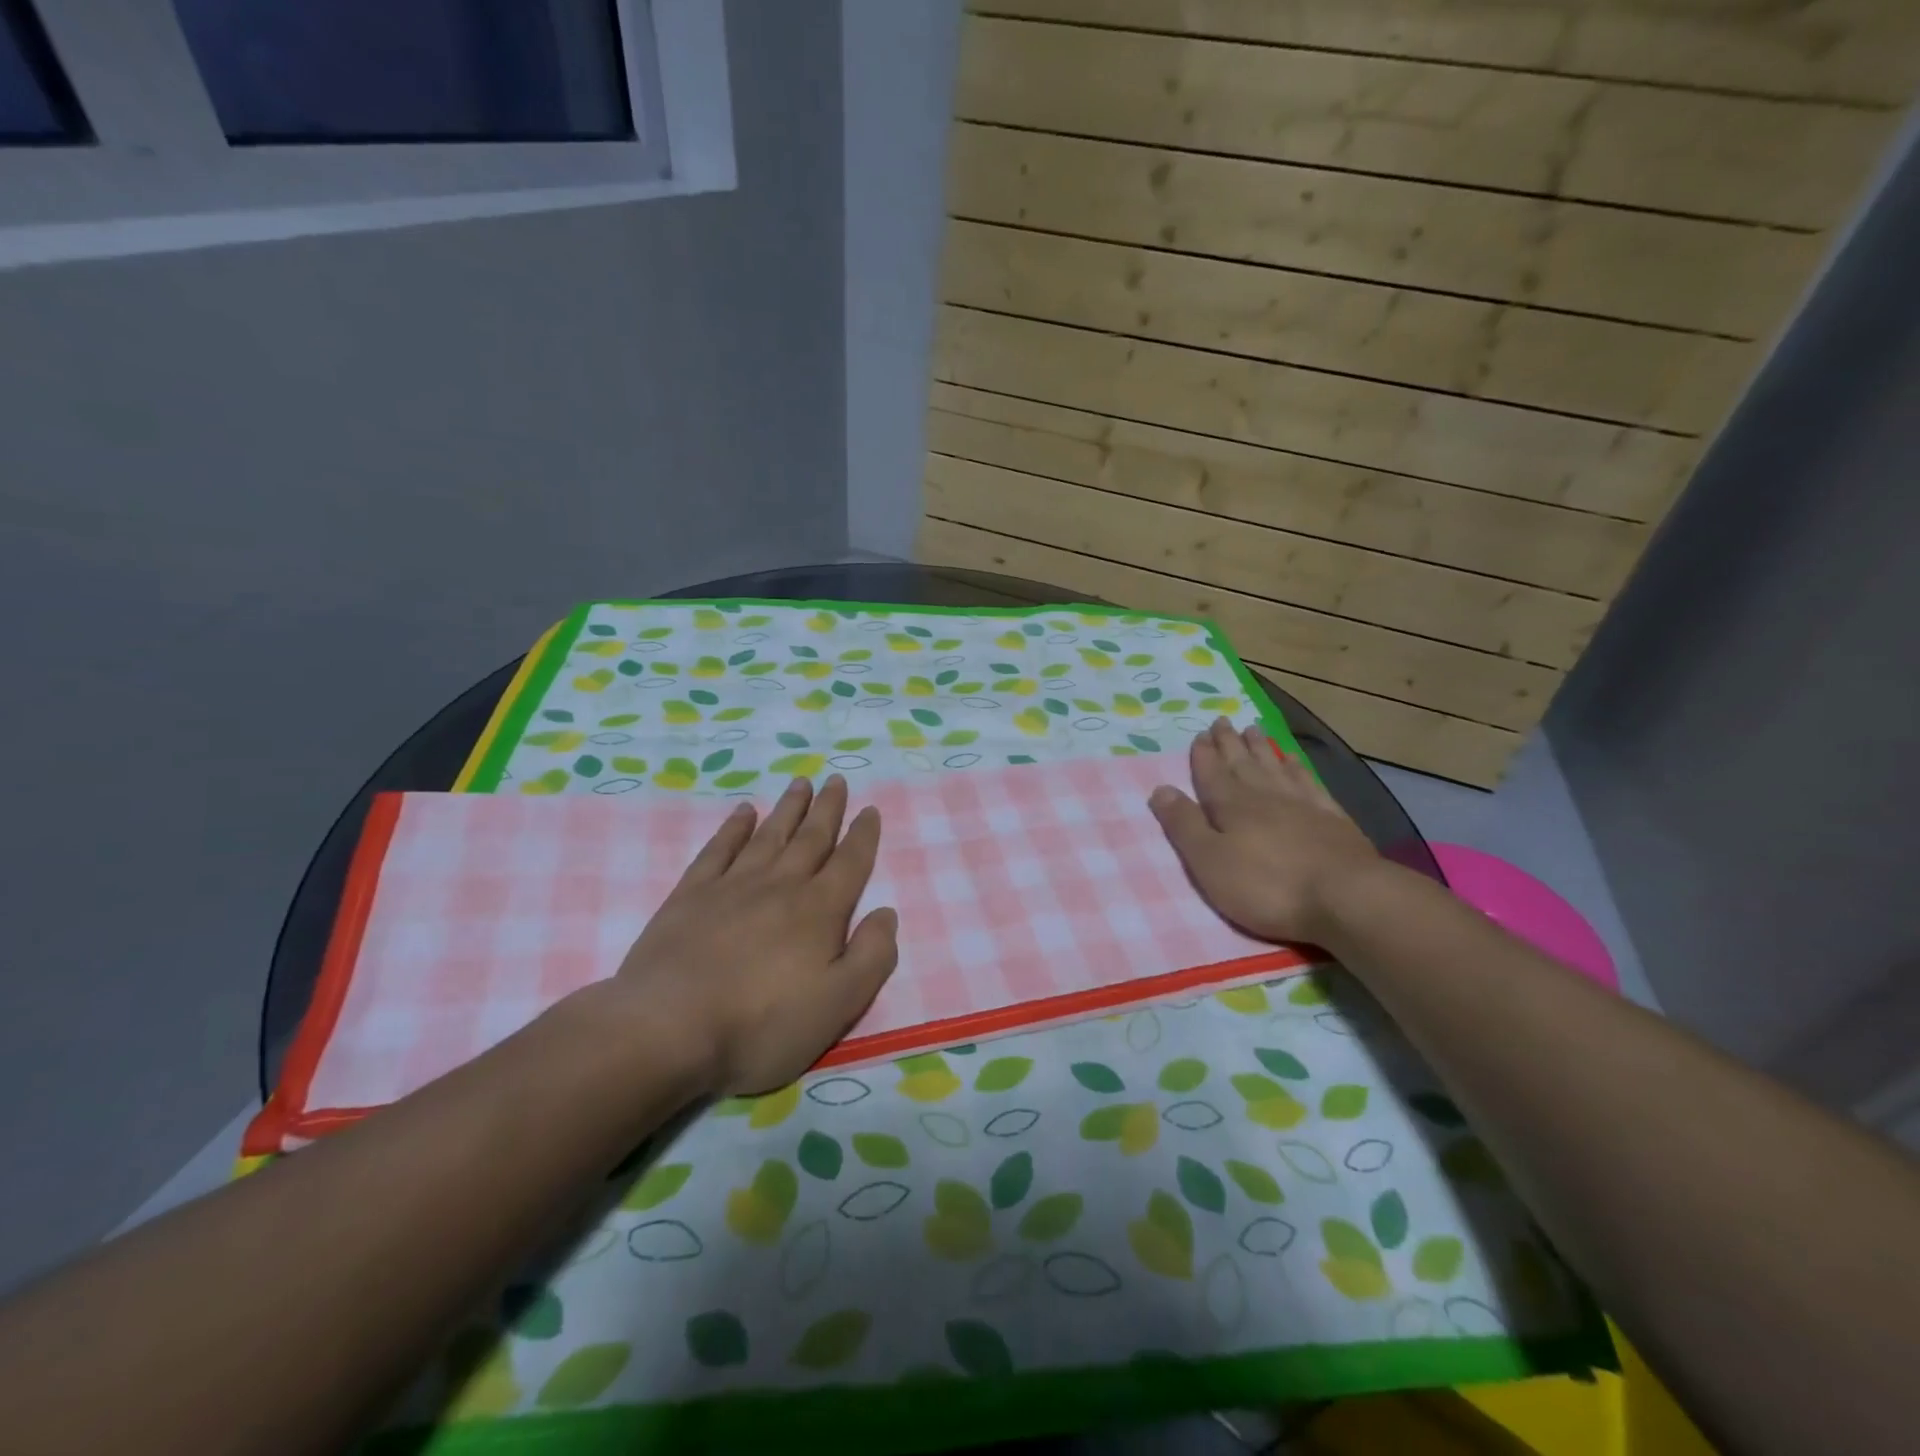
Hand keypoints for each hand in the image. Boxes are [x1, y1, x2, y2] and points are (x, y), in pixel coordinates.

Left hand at [613, 775, 897, 1095]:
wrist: (667, 1029)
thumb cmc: (761, 1025)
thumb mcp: (838, 1004)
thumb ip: (872, 956)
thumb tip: (887, 913)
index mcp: (819, 911)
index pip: (850, 863)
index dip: (863, 836)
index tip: (870, 809)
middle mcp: (780, 886)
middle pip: (810, 838)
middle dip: (827, 809)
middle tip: (836, 780)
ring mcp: (732, 886)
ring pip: (769, 835)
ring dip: (788, 808)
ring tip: (800, 783)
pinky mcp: (690, 895)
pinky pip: (719, 849)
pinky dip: (734, 827)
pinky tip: (743, 811)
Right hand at [1149, 718, 1380, 944]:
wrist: (1346, 897)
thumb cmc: (1267, 886)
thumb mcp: (1210, 862)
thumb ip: (1184, 825)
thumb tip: (1160, 789)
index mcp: (1231, 806)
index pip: (1211, 774)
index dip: (1203, 755)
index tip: (1199, 734)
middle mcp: (1264, 796)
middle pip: (1242, 763)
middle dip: (1229, 743)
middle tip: (1221, 721)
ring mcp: (1302, 804)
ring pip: (1274, 766)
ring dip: (1260, 748)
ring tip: (1252, 729)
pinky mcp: (1332, 818)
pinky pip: (1309, 781)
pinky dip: (1297, 767)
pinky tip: (1293, 759)